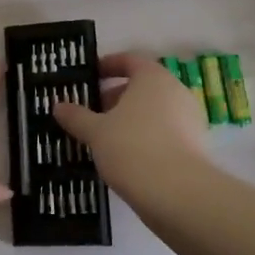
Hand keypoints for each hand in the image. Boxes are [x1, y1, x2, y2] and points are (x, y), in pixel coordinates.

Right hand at [53, 52, 209, 196]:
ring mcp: (190, 119)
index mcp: (153, 78)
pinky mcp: (196, 146)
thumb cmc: (132, 148)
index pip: (130, 60)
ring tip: (104, 138)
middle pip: (142, 87)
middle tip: (91, 112)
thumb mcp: (95, 131)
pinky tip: (126, 157)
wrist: (178, 194)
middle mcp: (176, 92)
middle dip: (115, 97)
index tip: (90, 76)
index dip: (108, 65)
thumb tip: (58, 106)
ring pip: (153, 112)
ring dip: (130, 120)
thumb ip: (76, 116)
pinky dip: (145, 138)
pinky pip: (164, 133)